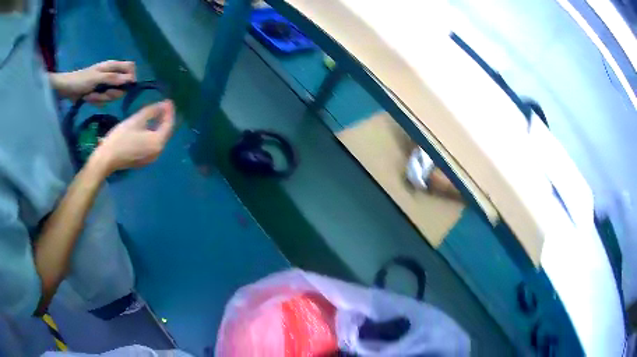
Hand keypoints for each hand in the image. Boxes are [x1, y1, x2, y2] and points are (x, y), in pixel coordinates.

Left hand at [50, 61, 135, 103]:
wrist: (67, 89)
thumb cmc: (81, 80)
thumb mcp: (97, 78)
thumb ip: (113, 78)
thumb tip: (129, 80)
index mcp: (113, 66)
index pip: (130, 68)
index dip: (131, 77)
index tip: (125, 87)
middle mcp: (111, 74)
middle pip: (122, 85)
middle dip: (112, 93)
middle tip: (102, 94)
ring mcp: (105, 84)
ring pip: (113, 94)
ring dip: (102, 98)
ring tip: (92, 96)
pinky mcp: (100, 93)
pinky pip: (104, 100)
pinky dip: (97, 101)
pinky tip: (90, 98)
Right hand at [91, 100, 174, 173]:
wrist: (107, 159)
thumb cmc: (121, 138)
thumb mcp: (136, 120)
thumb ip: (151, 111)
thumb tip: (163, 104)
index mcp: (158, 142)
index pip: (169, 124)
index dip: (169, 111)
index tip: (168, 100)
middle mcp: (158, 152)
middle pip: (165, 132)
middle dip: (165, 118)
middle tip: (164, 105)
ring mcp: (151, 158)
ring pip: (159, 139)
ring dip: (159, 126)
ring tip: (157, 114)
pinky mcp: (144, 161)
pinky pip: (153, 145)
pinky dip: (153, 134)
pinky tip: (149, 127)